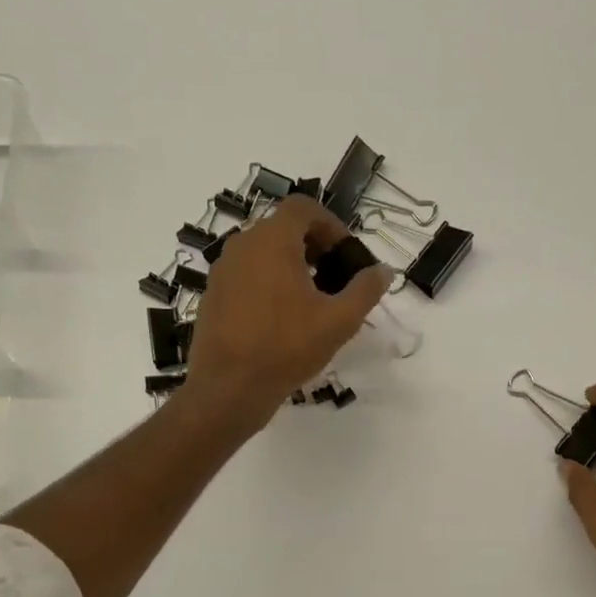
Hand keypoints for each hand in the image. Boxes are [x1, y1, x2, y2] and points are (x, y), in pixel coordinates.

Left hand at [181, 195, 390, 426]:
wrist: (229, 388)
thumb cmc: (287, 347)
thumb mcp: (339, 321)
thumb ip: (365, 290)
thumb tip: (383, 271)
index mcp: (272, 240)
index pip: (304, 208)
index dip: (331, 225)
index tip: (346, 255)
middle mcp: (242, 245)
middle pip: (282, 228)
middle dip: (313, 247)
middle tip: (334, 279)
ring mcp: (222, 270)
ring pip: (262, 253)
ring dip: (290, 266)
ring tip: (310, 301)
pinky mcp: (212, 296)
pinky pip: (245, 276)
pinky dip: (267, 284)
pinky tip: (280, 320)